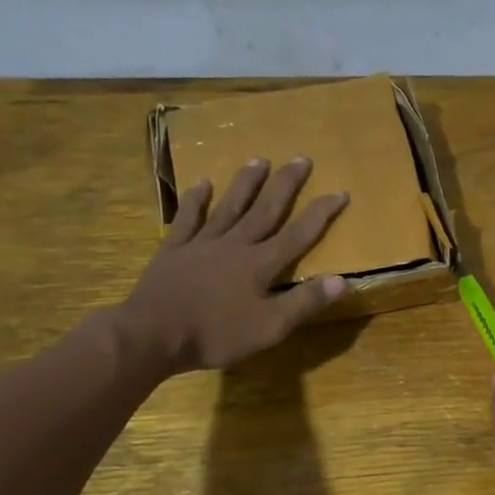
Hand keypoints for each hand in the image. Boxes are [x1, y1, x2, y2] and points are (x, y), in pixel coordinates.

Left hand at [117, 158, 348, 374]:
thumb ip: (304, 303)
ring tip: (259, 160)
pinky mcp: (174, 250)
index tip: (340, 191)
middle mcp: (235, 245)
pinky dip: (196, 200)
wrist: (152, 335)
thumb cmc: (216, 335)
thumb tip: (342, 280)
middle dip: (285, 184)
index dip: (321, 213)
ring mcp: (201, 244)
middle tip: (300, 159)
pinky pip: (188, 218)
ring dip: (246, 183)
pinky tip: (202, 183)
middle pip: (265, 210)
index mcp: (260, 265)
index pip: (298, 234)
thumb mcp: (269, 328)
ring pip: (229, 207)